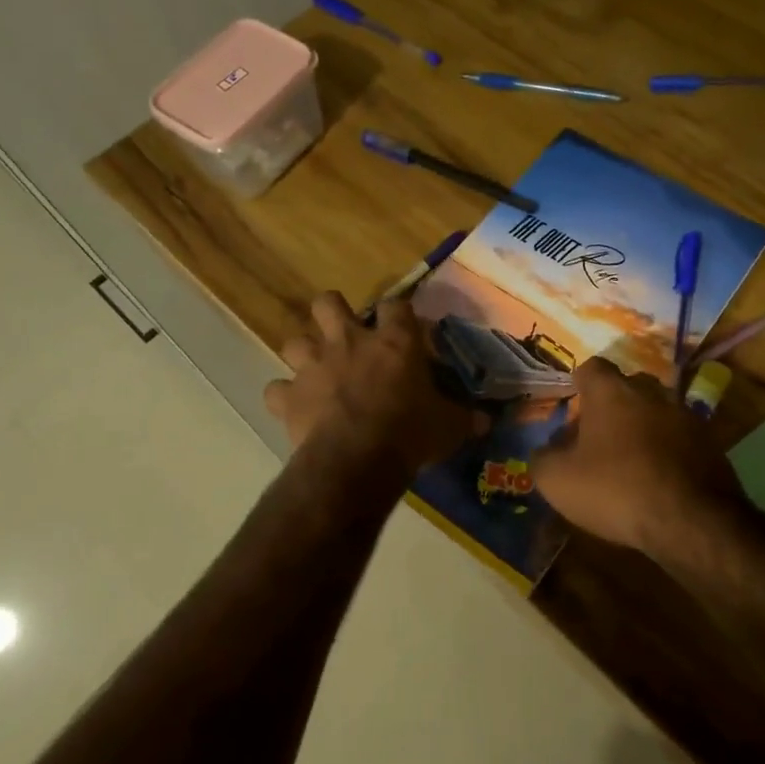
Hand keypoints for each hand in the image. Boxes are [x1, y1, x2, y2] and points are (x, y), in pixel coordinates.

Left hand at [264, 292, 485, 474]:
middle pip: (327, 302)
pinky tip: (294, 407)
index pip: (397, 305)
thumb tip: (489, 420)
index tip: (404, 326)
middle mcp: (349, 342)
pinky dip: (284, 397)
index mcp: (394, 342)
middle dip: (333, 313)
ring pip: (294, 340)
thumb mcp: (450, 426)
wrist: (357, 461)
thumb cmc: (410, 434)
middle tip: (345, 334)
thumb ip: (466, 418)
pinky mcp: (290, 397)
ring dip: (304, 354)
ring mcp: (314, 367)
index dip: (399, 313)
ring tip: (317, 371)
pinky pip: (276, 390)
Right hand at [531, 358, 745, 554]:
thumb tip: (546, 450)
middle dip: (612, 404)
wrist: (692, 521)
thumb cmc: (616, 489)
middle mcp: (651, 392)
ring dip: (642, 427)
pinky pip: (679, 438)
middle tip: (598, 435)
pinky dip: (667, 450)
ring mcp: (685, 415)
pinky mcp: (710, 443)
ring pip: (656, 411)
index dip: (580, 384)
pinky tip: (658, 479)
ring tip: (629, 460)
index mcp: (611, 391)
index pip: (591, 368)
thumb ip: (543, 458)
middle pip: (627, 386)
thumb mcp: (558, 480)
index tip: (573, 405)